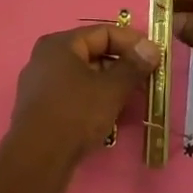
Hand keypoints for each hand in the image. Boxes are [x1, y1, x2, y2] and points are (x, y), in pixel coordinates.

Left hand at [2, 24, 160, 192]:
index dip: (132, 42)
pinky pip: (74, 94)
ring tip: (134, 99)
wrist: (37, 160)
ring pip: (84, 76)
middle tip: (148, 79)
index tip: (155, 56)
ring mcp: (41, 84)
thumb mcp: (111, 89)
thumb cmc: (75, 114)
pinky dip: (95, 99)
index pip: (103, 32)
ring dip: (111, 85)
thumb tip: (152, 48)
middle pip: (93, 53)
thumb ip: (133, 66)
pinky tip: (112, 114)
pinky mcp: (41, 108)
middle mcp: (46, 58)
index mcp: (60, 44)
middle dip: (123, 65)